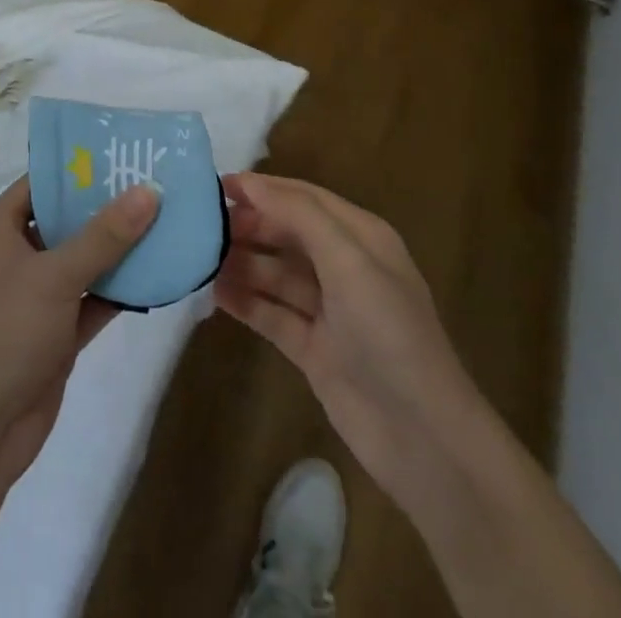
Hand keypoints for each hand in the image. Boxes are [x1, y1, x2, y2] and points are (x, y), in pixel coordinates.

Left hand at [0, 176, 158, 487]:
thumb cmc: (7, 333)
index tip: (122, 155)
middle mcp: (14, 256)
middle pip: (64, 220)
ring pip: (81, 261)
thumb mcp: (57, 275)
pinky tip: (157, 275)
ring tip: (164, 222)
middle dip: (105, 207)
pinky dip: (118, 290)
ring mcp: (34, 297)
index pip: (39, 183)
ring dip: (117, 250)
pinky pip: (90, 300)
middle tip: (154, 185)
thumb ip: (104, 234)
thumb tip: (148, 190)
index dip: (77, 168)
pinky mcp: (53, 333)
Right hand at [216, 172, 463, 504]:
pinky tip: (215, 293)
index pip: (304, 198)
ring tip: (199, 256)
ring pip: (276, 274)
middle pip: (287, 234)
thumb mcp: (348, 260)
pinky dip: (246, 302)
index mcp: (361, 238)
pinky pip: (272, 314)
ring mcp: (329, 311)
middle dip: (249, 225)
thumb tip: (250, 183)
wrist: (421, 437)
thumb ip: (299, 215)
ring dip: (242, 263)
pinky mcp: (313, 350)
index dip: (263, 188)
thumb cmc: (387, 331)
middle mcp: (345, 268)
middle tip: (202, 224)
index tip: (217, 184)